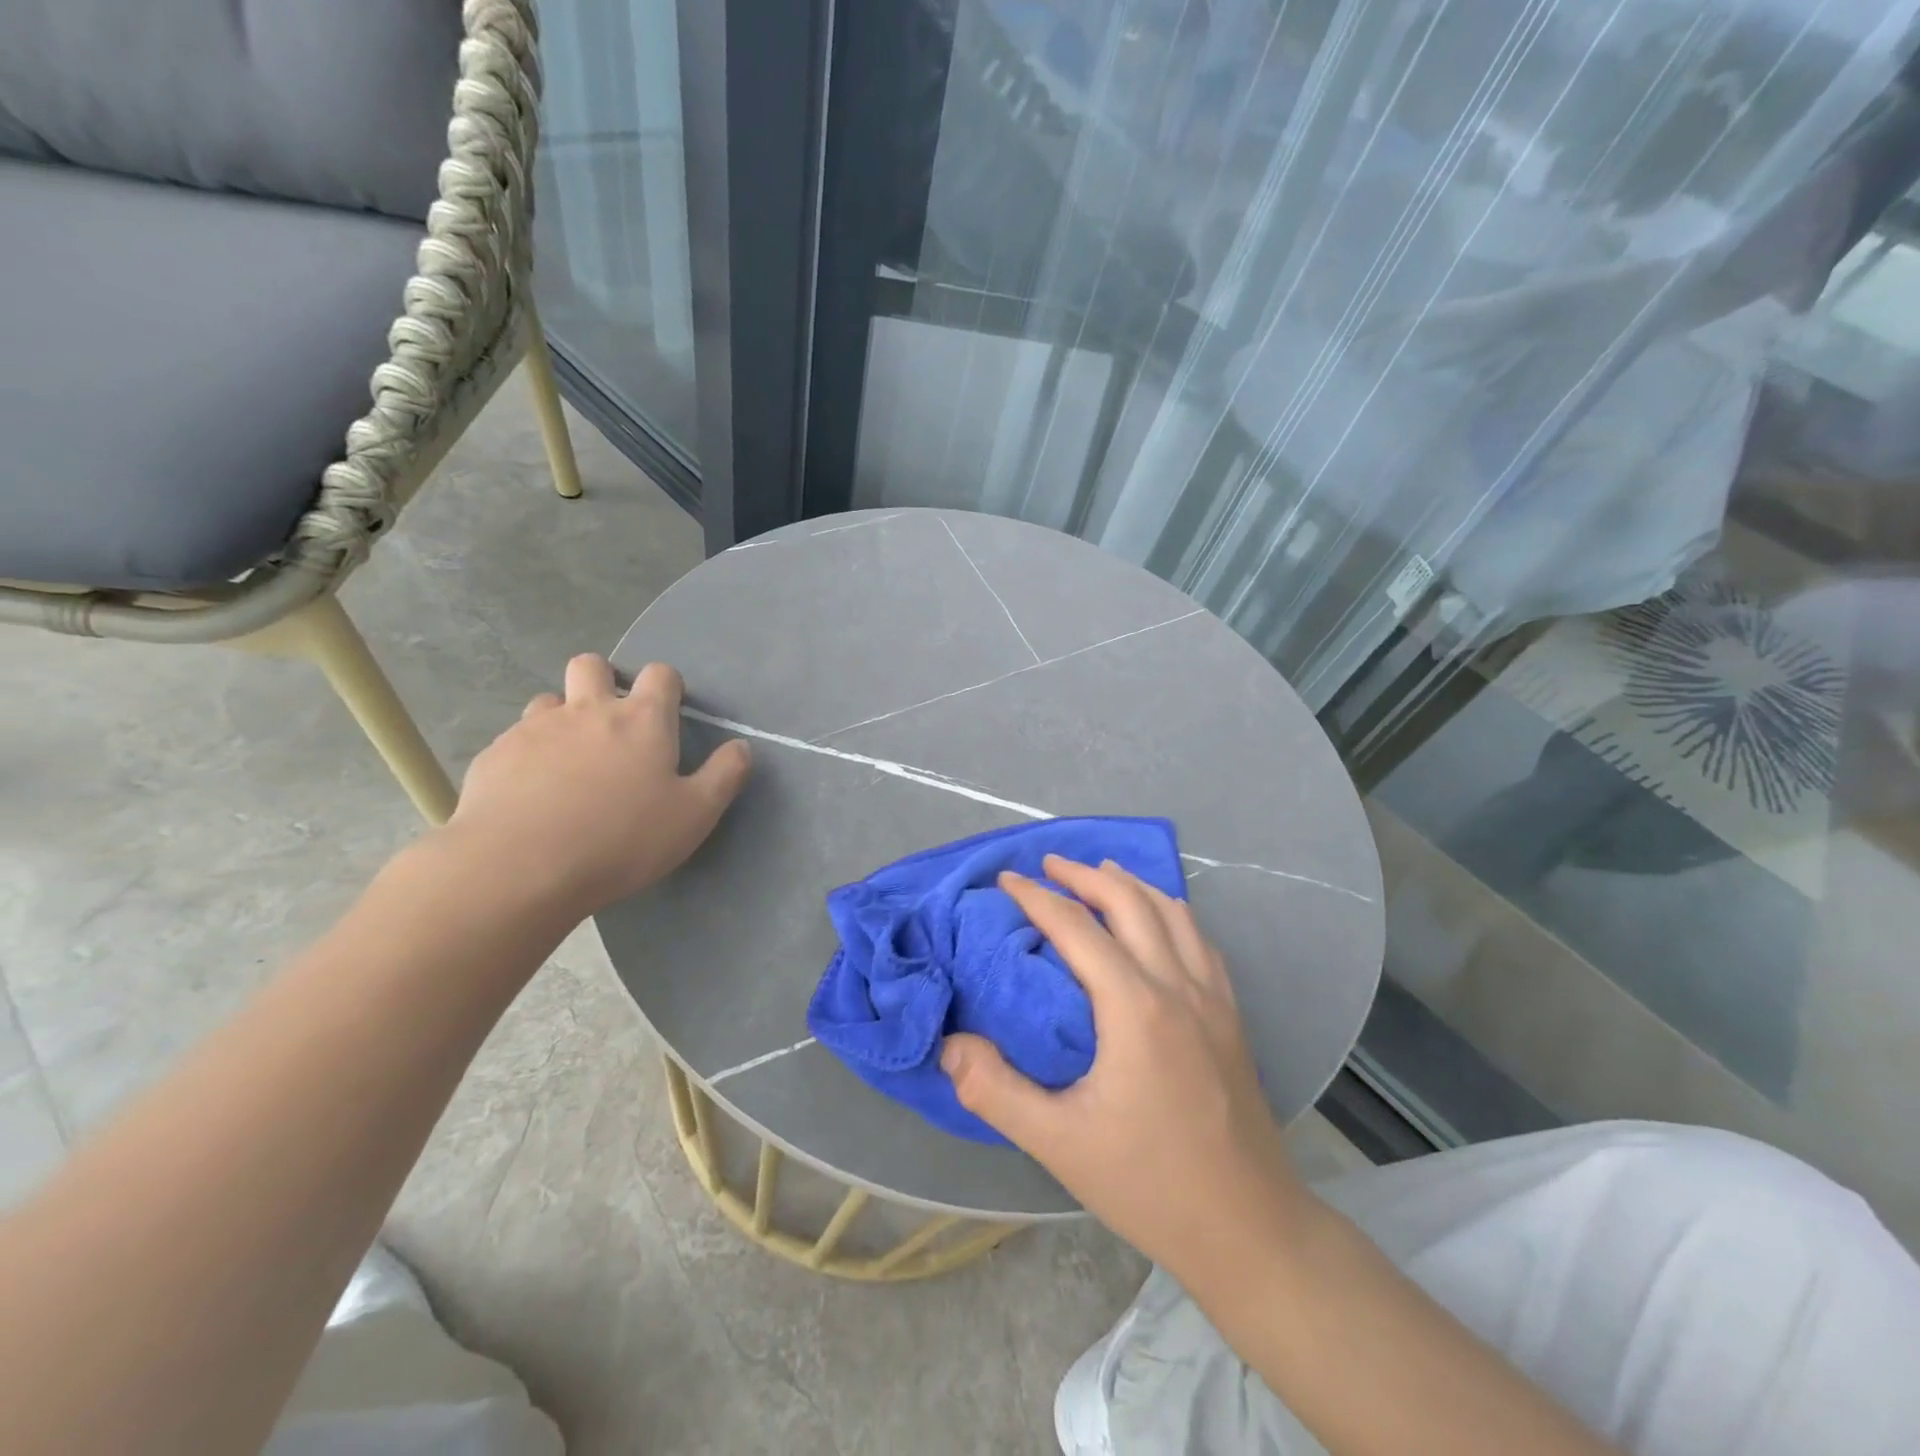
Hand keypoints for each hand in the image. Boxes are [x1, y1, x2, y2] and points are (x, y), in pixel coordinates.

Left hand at [443, 656, 750, 917]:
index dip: (667, 686)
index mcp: (641, 720)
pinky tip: (532, 792)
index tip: (669, 710)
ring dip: (563, 718)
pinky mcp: (495, 754)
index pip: (660, 674)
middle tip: (611, 723)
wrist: (521, 867)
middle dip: (603, 680)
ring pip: (549, 700)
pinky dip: (529, 755)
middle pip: (592, 665)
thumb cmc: (622, 839)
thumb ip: (724, 775)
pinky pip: (515, 740)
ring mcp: (535, 728)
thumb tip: (741, 746)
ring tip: (569, 760)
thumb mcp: (694, 815)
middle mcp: (587, 710)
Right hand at [940, 856, 1305, 1277]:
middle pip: (1129, 901)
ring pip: (1172, 911)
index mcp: (1135, 1006)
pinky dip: (1170, 911)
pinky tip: (1159, 920)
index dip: (1036, 897)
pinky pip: (1199, 939)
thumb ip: (995, 1090)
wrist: (1250, 1230)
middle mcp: (1177, 985)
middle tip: (1048, 864)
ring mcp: (1213, 997)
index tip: (1005, 880)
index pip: (1076, 927)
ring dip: (1131, 884)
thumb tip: (950, 1044)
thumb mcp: (1058, 1144)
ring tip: (1100, 872)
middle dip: (1084, 874)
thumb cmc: (1150, 1185)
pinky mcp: (1232, 1015)